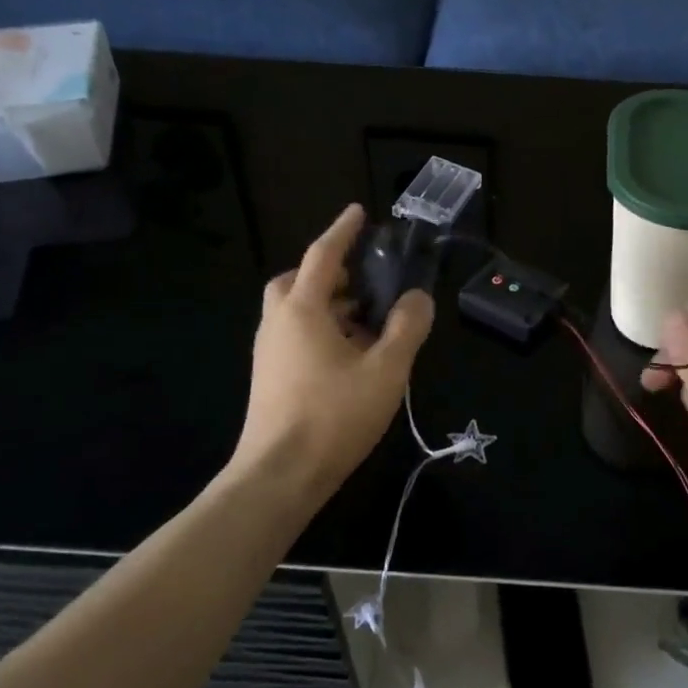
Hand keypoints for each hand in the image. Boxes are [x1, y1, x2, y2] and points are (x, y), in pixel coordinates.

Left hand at [230, 205, 433, 501]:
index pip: (322, 255)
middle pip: (297, 282)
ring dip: (327, 306)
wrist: (279, 475)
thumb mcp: (386, 370)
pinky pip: (294, 337)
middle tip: (362, 284)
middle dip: (328, 274)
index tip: (359, 212)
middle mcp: (278, 323)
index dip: (343, 231)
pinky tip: (348, 359)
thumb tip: (418, 298)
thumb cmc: (334, 416)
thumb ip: (407, 328)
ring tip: (366, 325)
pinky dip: (320, 332)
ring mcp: (269, 352)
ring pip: (294, 312)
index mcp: (302, 310)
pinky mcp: (269, 378)